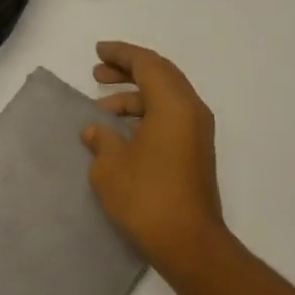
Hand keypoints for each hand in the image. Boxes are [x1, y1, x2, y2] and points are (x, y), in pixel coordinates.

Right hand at [82, 40, 225, 270]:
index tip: (97, 52)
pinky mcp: (196, 153)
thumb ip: (101, 140)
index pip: (147, 64)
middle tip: (97, 74)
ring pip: (166, 100)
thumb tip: (96, 130)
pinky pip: (170, 119)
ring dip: (135, 98)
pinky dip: (146, 116)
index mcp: (174, 104)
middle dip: (128, 72)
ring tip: (102, 110)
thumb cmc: (146, 197)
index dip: (121, 54)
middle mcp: (192, 111)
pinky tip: (121, 133)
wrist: (188, 241)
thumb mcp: (110, 166)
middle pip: (161, 76)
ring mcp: (198, 133)